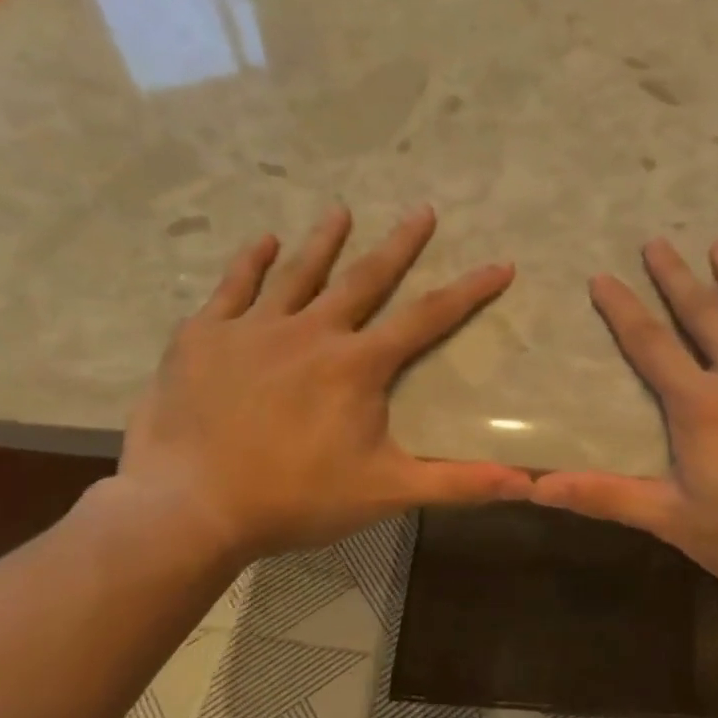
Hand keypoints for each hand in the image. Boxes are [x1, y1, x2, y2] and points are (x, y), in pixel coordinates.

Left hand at [116, 205, 531, 566]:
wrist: (188, 508)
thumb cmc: (295, 499)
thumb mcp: (387, 492)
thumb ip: (458, 483)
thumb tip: (528, 485)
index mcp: (358, 364)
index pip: (429, 317)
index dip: (470, 290)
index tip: (500, 265)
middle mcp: (312, 331)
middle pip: (366, 277)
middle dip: (400, 243)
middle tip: (422, 210)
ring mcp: (254, 329)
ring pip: (298, 272)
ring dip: (325, 239)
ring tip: (341, 209)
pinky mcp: (204, 337)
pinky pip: (232, 288)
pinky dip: (250, 263)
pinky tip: (264, 242)